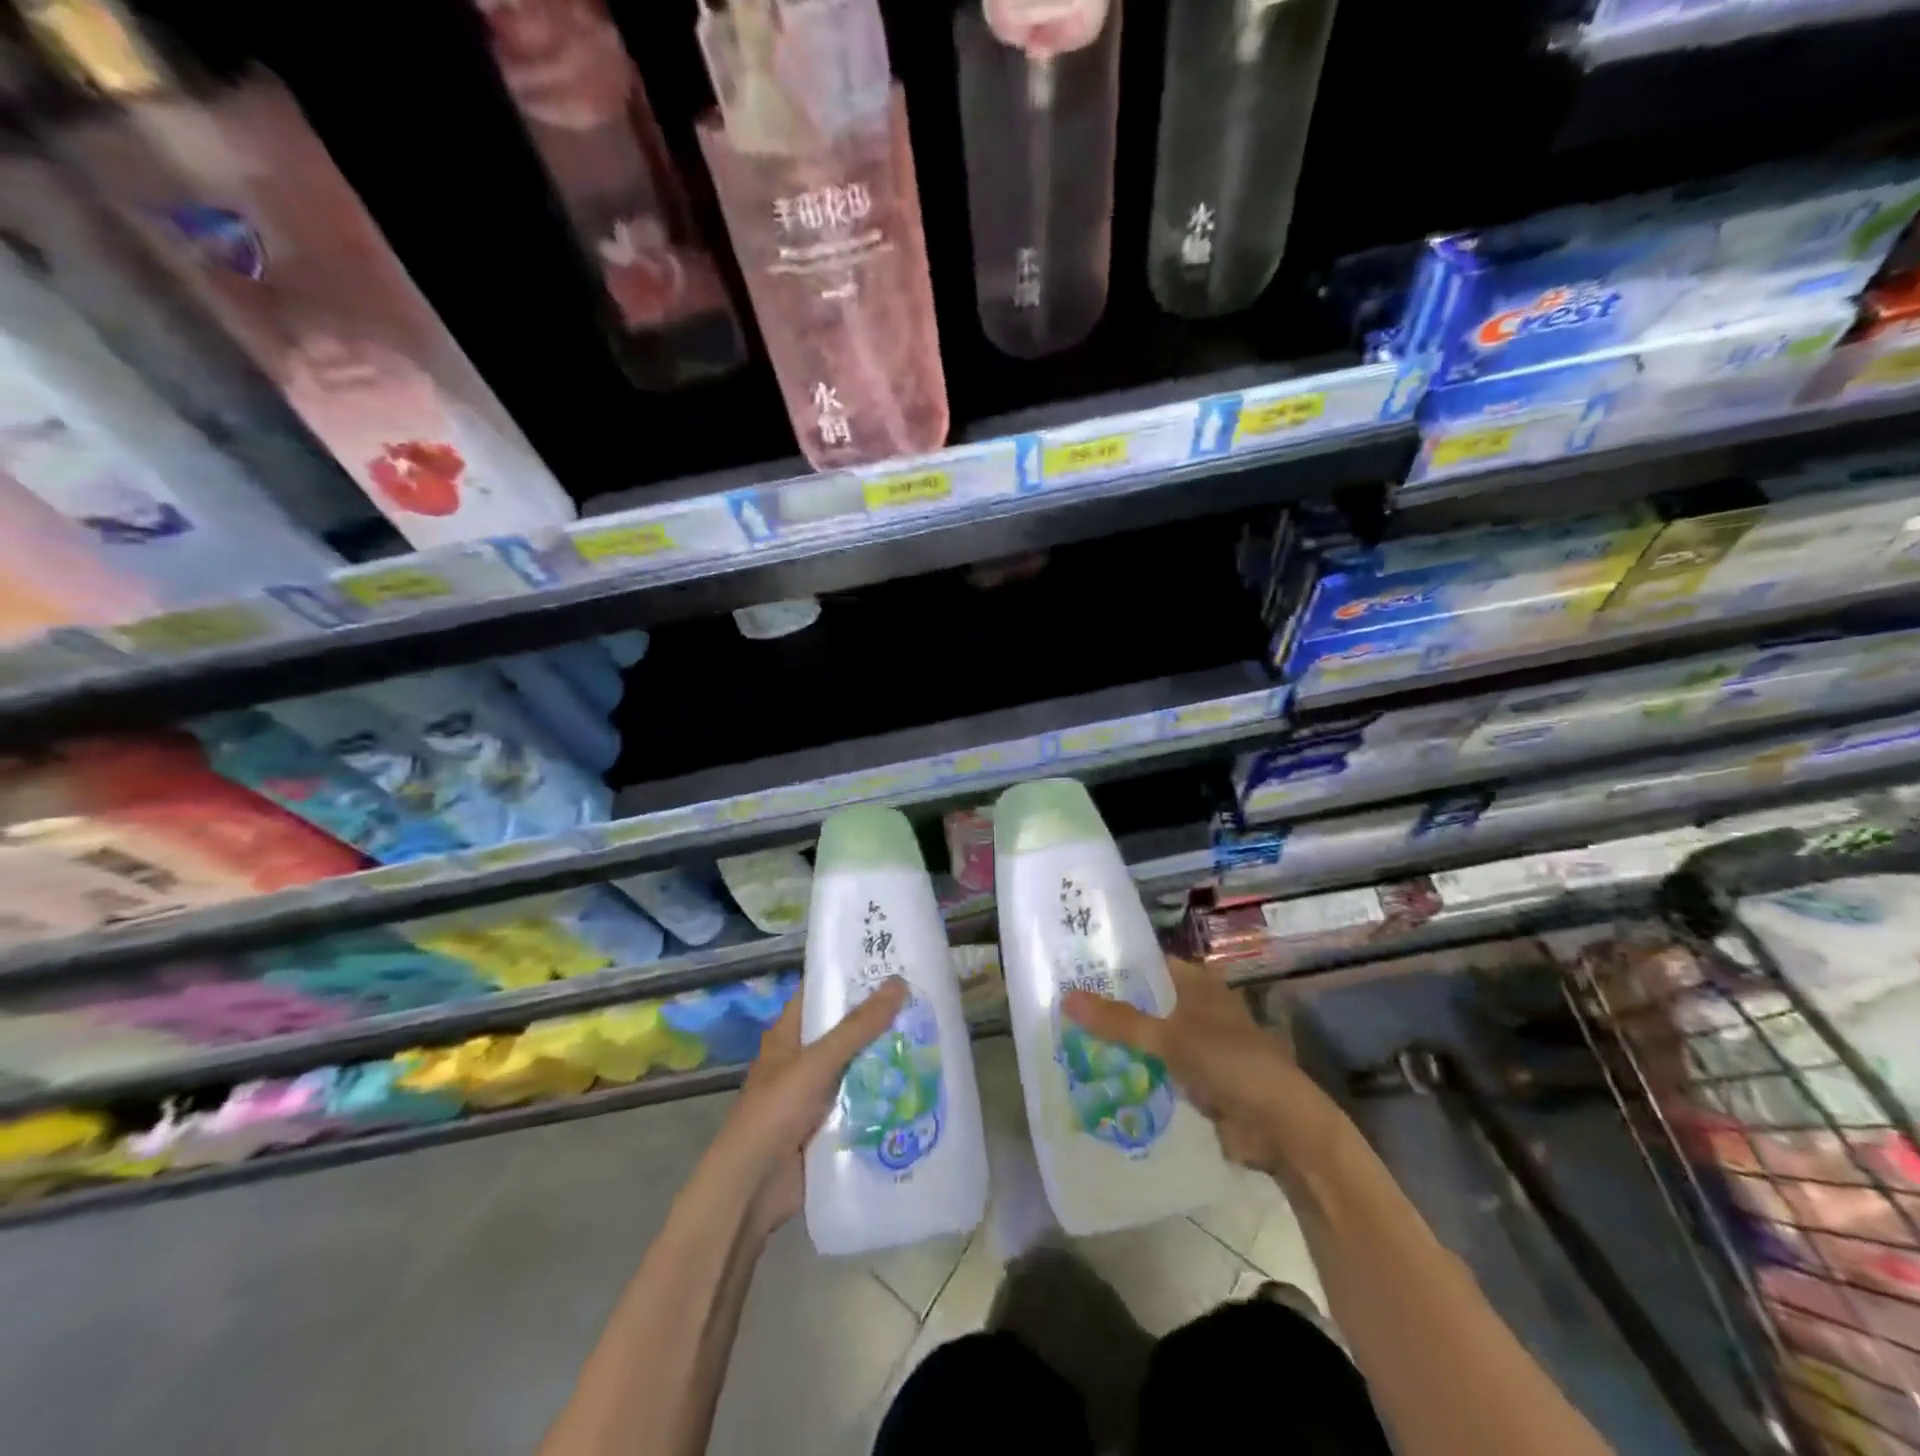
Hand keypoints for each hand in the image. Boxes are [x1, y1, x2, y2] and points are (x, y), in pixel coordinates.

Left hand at [713, 978, 908, 1240]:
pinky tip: (920, 1085)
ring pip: (858, 1067)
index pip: (821, 993)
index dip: (851, 976)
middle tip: (923, 999)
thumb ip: (858, 1026)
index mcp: (789, 1035)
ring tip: (931, 1036)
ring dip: (887, 1059)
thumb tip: (898, 982)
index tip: (889, 962)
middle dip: (880, 1019)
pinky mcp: (830, 1126)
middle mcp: (803, 1060)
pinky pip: (863, 1103)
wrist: (752, 1189)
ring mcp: (817, 1095)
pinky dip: (885, 1096)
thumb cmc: (775, 1112)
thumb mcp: (818, 1062)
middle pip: (846, 1031)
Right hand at [1062, 959, 1341, 1177]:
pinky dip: (1136, 1069)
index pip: (1147, 963)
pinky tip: (1102, 1074)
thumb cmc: (1227, 1063)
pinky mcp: (1198, 1079)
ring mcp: (1198, 1043)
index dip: (1113, 965)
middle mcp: (1196, 1006)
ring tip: (1072, 1040)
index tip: (1072, 970)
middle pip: (1145, 1000)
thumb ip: (1118, 1020)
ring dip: (1122, 1041)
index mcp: (1196, 983)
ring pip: (1150, 1035)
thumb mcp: (1167, 1037)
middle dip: (1111, 1006)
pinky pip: (1158, 1067)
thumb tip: (1065, 997)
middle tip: (1062, 1008)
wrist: (1278, 1126)